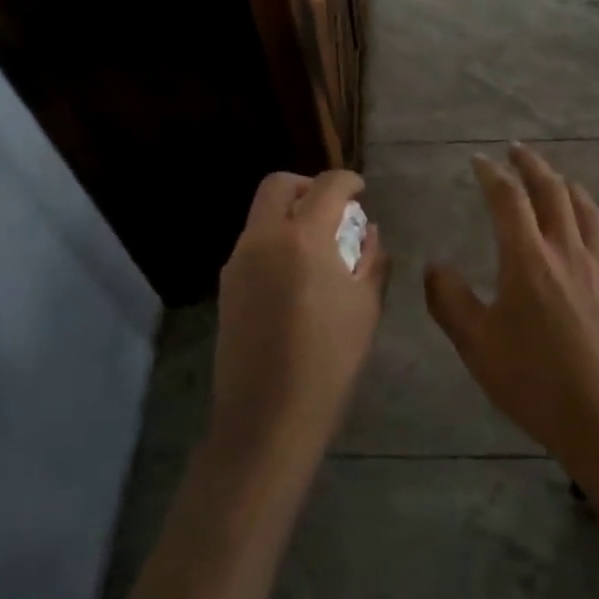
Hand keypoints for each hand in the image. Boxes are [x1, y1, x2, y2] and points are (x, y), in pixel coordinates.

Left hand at [212, 170, 386, 468]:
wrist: (267, 418)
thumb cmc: (329, 361)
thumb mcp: (366, 307)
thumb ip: (372, 258)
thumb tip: (368, 231)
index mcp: (303, 238)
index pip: (327, 185)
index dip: (348, 180)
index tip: (360, 190)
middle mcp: (264, 238)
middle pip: (279, 185)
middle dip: (309, 186)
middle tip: (332, 210)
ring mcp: (239, 261)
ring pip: (262, 214)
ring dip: (290, 214)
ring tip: (318, 247)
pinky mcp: (226, 285)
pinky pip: (253, 243)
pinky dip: (276, 240)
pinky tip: (295, 276)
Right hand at [425, 145, 598, 481]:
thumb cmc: (533, 381)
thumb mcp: (476, 344)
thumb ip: (449, 299)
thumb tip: (435, 265)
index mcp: (527, 258)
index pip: (508, 199)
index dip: (492, 174)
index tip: (478, 161)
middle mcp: (565, 250)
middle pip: (551, 191)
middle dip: (531, 165)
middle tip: (516, 151)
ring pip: (585, 209)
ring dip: (565, 184)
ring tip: (553, 177)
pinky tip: (595, 225)